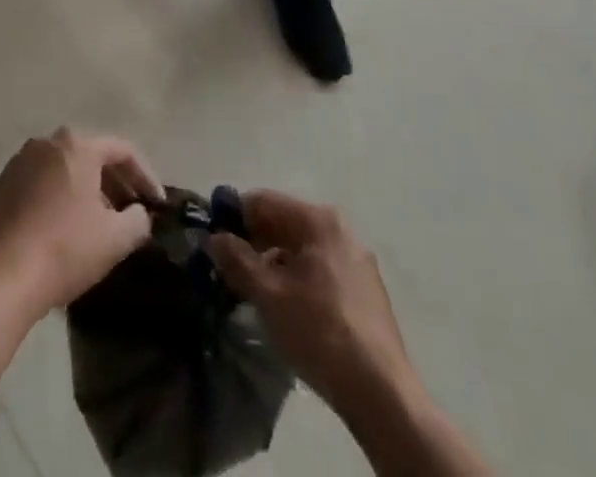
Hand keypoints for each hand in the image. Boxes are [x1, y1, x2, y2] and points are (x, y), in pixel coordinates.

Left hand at [0, 129, 161, 314]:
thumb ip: (138, 220)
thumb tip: (139, 214)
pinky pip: (42, 183)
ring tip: (100, 222)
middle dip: (115, 183)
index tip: (158, 204)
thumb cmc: (64, 248)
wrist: (1, 275)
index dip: (145, 176)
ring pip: (65, 169)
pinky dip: (60, 197)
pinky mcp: (2, 184)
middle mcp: (47, 142)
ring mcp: (21, 161)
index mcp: (77, 145)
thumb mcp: (115, 239)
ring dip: (87, 190)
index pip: (123, 150)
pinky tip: (65, 228)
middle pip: (92, 155)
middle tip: (131, 212)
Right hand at [208, 191, 414, 413]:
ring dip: (274, 262)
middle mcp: (341, 230)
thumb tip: (213, 238)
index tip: (213, 239)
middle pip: (285, 222)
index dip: (234, 216)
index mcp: (319, 220)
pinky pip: (320, 269)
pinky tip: (286, 306)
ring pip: (302, 248)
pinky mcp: (365, 290)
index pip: (264, 201)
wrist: (382, 394)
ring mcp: (356, 260)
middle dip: (254, 241)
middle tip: (228, 267)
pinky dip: (297, 277)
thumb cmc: (320, 332)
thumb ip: (237, 260)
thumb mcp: (269, 295)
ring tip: (253, 290)